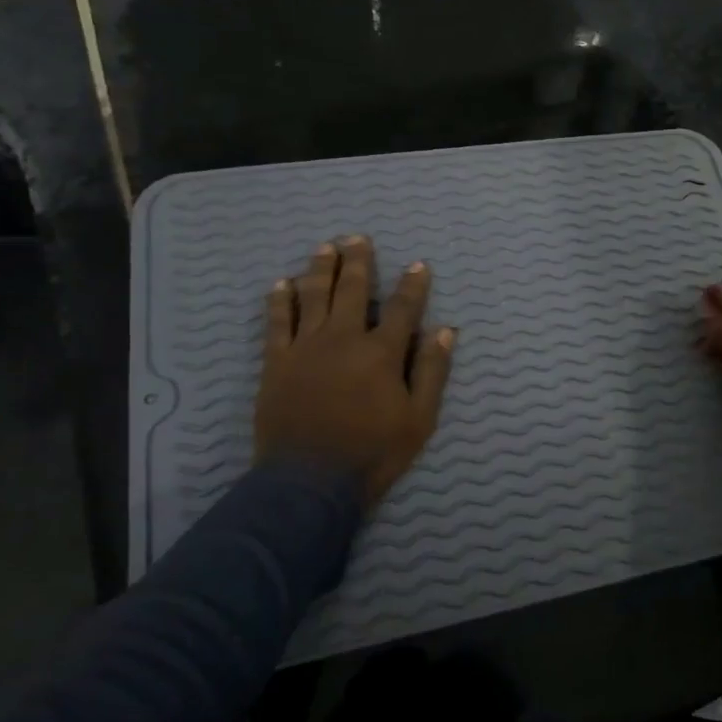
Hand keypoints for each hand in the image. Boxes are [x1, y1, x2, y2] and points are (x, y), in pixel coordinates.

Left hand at [255, 235, 455, 508]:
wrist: (310, 483)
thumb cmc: (373, 452)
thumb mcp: (419, 419)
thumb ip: (432, 371)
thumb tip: (446, 331)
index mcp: (381, 352)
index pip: (403, 308)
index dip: (413, 285)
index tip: (418, 264)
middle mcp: (343, 339)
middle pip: (352, 290)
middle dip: (358, 261)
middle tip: (358, 238)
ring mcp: (306, 348)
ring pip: (313, 297)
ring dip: (320, 269)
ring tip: (325, 248)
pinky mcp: (276, 362)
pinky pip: (276, 323)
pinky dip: (279, 301)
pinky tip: (281, 283)